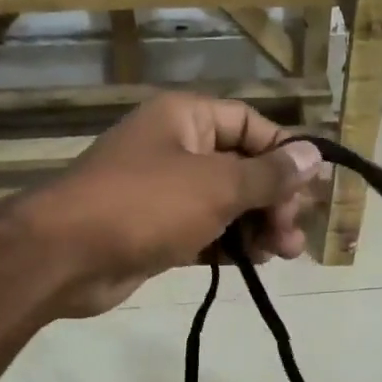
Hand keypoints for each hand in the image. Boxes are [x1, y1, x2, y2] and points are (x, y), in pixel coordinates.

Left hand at [24, 92, 323, 315]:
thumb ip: (269, 174)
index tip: (311, 191)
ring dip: (256, 226)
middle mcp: (175, 148)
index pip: (250, 125)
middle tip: (295, 236)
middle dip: (274, 200)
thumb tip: (314, 155)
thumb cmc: (146, 206)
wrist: (66, 257)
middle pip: (240, 167)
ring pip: (224, 204)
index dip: (284, 154)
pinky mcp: (155, 232)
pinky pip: (204, 231)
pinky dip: (229, 244)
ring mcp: (163, 193)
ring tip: (282, 254)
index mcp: (186, 118)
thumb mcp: (216, 186)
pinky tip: (252, 262)